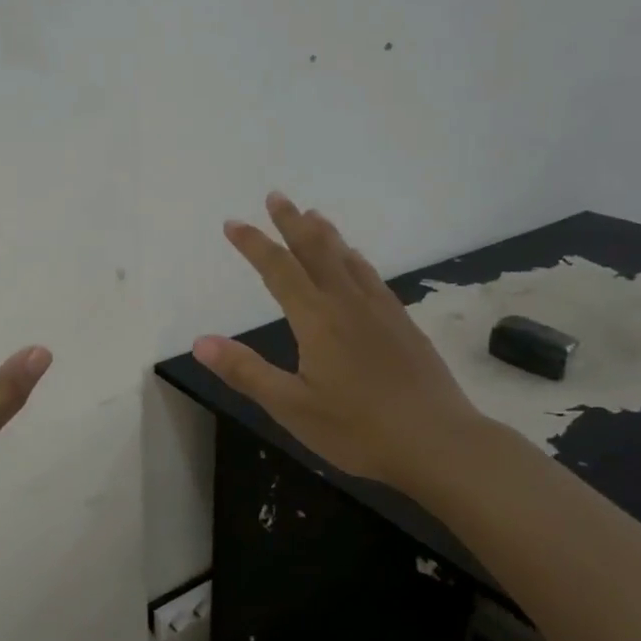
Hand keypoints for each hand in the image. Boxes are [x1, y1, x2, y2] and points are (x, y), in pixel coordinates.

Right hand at [194, 193, 494, 495]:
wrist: (440, 443)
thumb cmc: (358, 430)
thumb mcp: (291, 407)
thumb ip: (246, 371)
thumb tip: (200, 342)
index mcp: (316, 319)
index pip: (278, 269)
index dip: (253, 244)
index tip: (233, 223)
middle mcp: (347, 303)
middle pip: (315, 251)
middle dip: (292, 222)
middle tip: (277, 196)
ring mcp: (380, 311)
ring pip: (347, 259)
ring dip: (325, 234)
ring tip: (313, 215)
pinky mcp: (403, 324)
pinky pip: (371, 276)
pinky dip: (355, 259)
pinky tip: (356, 261)